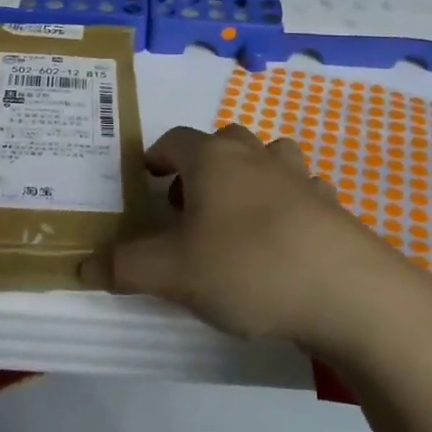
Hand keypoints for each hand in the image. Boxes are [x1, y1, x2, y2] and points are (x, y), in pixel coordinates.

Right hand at [80, 123, 406, 347]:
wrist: (348, 292)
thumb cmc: (248, 267)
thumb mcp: (173, 273)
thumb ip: (125, 267)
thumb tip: (84, 264)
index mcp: (213, 159)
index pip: (175, 140)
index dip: (156, 157)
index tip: (147, 179)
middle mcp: (255, 155)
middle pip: (221, 142)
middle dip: (200, 167)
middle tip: (187, 206)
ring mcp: (299, 176)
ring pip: (266, 157)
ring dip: (248, 176)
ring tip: (236, 217)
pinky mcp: (331, 205)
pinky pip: (302, 190)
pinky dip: (288, 202)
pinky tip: (285, 237)